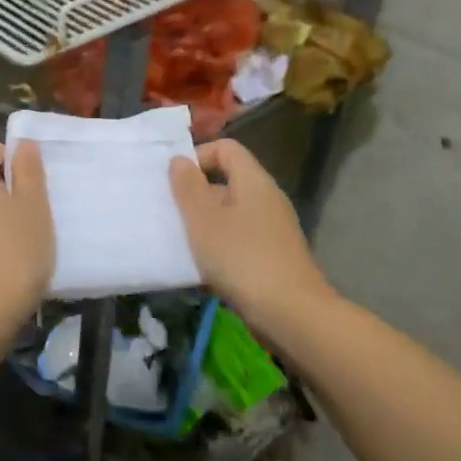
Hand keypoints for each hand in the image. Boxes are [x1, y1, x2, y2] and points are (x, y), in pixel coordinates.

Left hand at [0, 140, 54, 327]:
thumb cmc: (15, 252)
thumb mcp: (34, 206)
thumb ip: (29, 171)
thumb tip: (23, 145)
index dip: (14, 157)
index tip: (35, 182)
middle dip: (11, 186)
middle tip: (38, 207)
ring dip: (4, 212)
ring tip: (29, 234)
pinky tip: (13, 255)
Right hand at [169, 139, 332, 331]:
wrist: (290, 312)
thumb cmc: (241, 258)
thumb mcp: (204, 220)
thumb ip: (188, 187)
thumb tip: (180, 160)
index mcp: (253, 181)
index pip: (226, 149)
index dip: (198, 157)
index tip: (175, 182)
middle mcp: (267, 198)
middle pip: (227, 182)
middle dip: (196, 196)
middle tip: (170, 216)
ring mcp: (272, 229)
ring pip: (231, 215)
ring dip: (204, 226)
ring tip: (180, 245)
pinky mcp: (273, 256)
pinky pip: (239, 241)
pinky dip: (219, 249)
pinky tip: (202, 271)